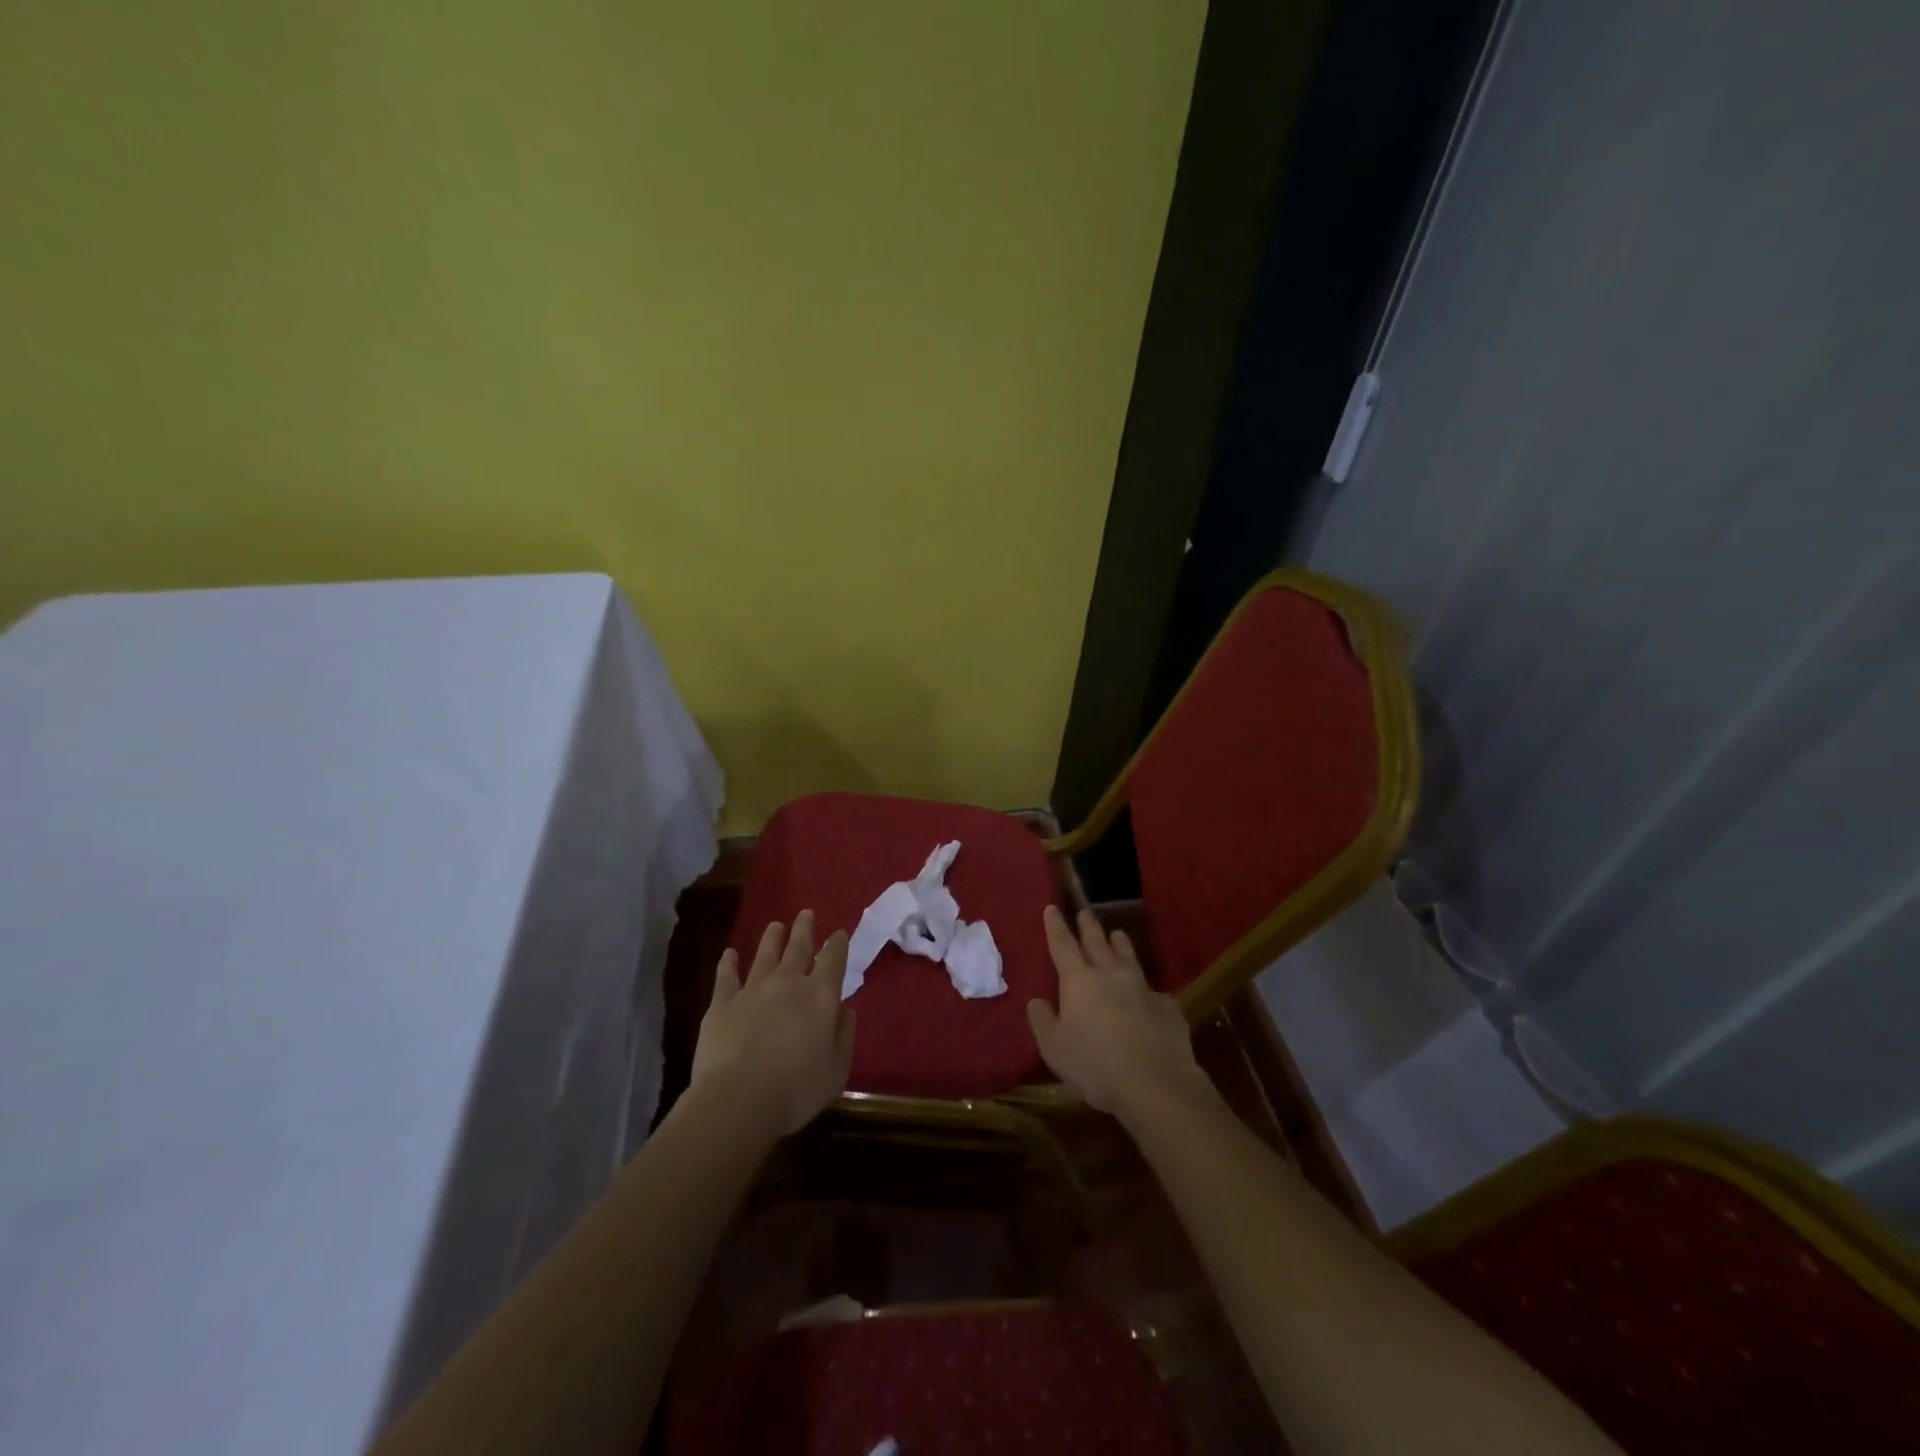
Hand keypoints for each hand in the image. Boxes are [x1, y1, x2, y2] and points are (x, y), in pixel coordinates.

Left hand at [690, 912, 854, 1136]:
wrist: (739, 1099)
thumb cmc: (797, 1089)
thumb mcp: (837, 1069)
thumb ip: (844, 1035)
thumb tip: (844, 1010)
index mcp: (821, 996)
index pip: (833, 959)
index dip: (837, 944)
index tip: (839, 933)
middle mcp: (788, 983)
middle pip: (798, 947)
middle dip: (804, 929)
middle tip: (806, 913)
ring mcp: (753, 990)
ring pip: (764, 955)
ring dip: (771, 939)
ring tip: (775, 926)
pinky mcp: (722, 1004)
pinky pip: (726, 977)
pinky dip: (728, 963)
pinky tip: (729, 954)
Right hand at [1027, 906, 1208, 1118]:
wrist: (1155, 1082)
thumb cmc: (1095, 1064)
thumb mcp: (1054, 1048)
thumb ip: (1043, 1021)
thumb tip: (1036, 1001)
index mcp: (1079, 981)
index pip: (1063, 945)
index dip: (1056, 926)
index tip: (1052, 908)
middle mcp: (1111, 975)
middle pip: (1097, 942)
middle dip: (1089, 926)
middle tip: (1085, 912)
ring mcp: (1142, 988)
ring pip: (1128, 957)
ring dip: (1120, 943)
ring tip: (1117, 934)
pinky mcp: (1167, 1007)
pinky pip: (1154, 990)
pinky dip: (1147, 987)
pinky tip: (1150, 993)